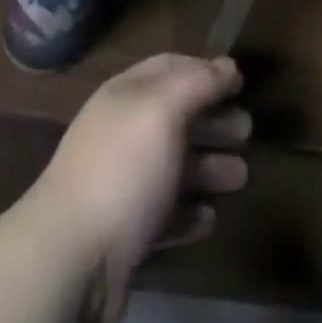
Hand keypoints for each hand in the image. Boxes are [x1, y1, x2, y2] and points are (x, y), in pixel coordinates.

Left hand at [24, 54, 249, 322]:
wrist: (73, 257)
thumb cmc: (124, 168)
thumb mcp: (163, 110)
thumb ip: (197, 83)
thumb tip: (228, 65)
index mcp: (126, 95)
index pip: (169, 68)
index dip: (204, 70)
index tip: (240, 82)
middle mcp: (123, 133)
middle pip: (175, 118)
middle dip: (213, 120)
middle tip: (248, 131)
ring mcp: (123, 184)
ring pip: (174, 167)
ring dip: (209, 168)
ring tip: (242, 176)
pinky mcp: (126, 234)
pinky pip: (165, 216)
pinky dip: (189, 213)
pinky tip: (210, 218)